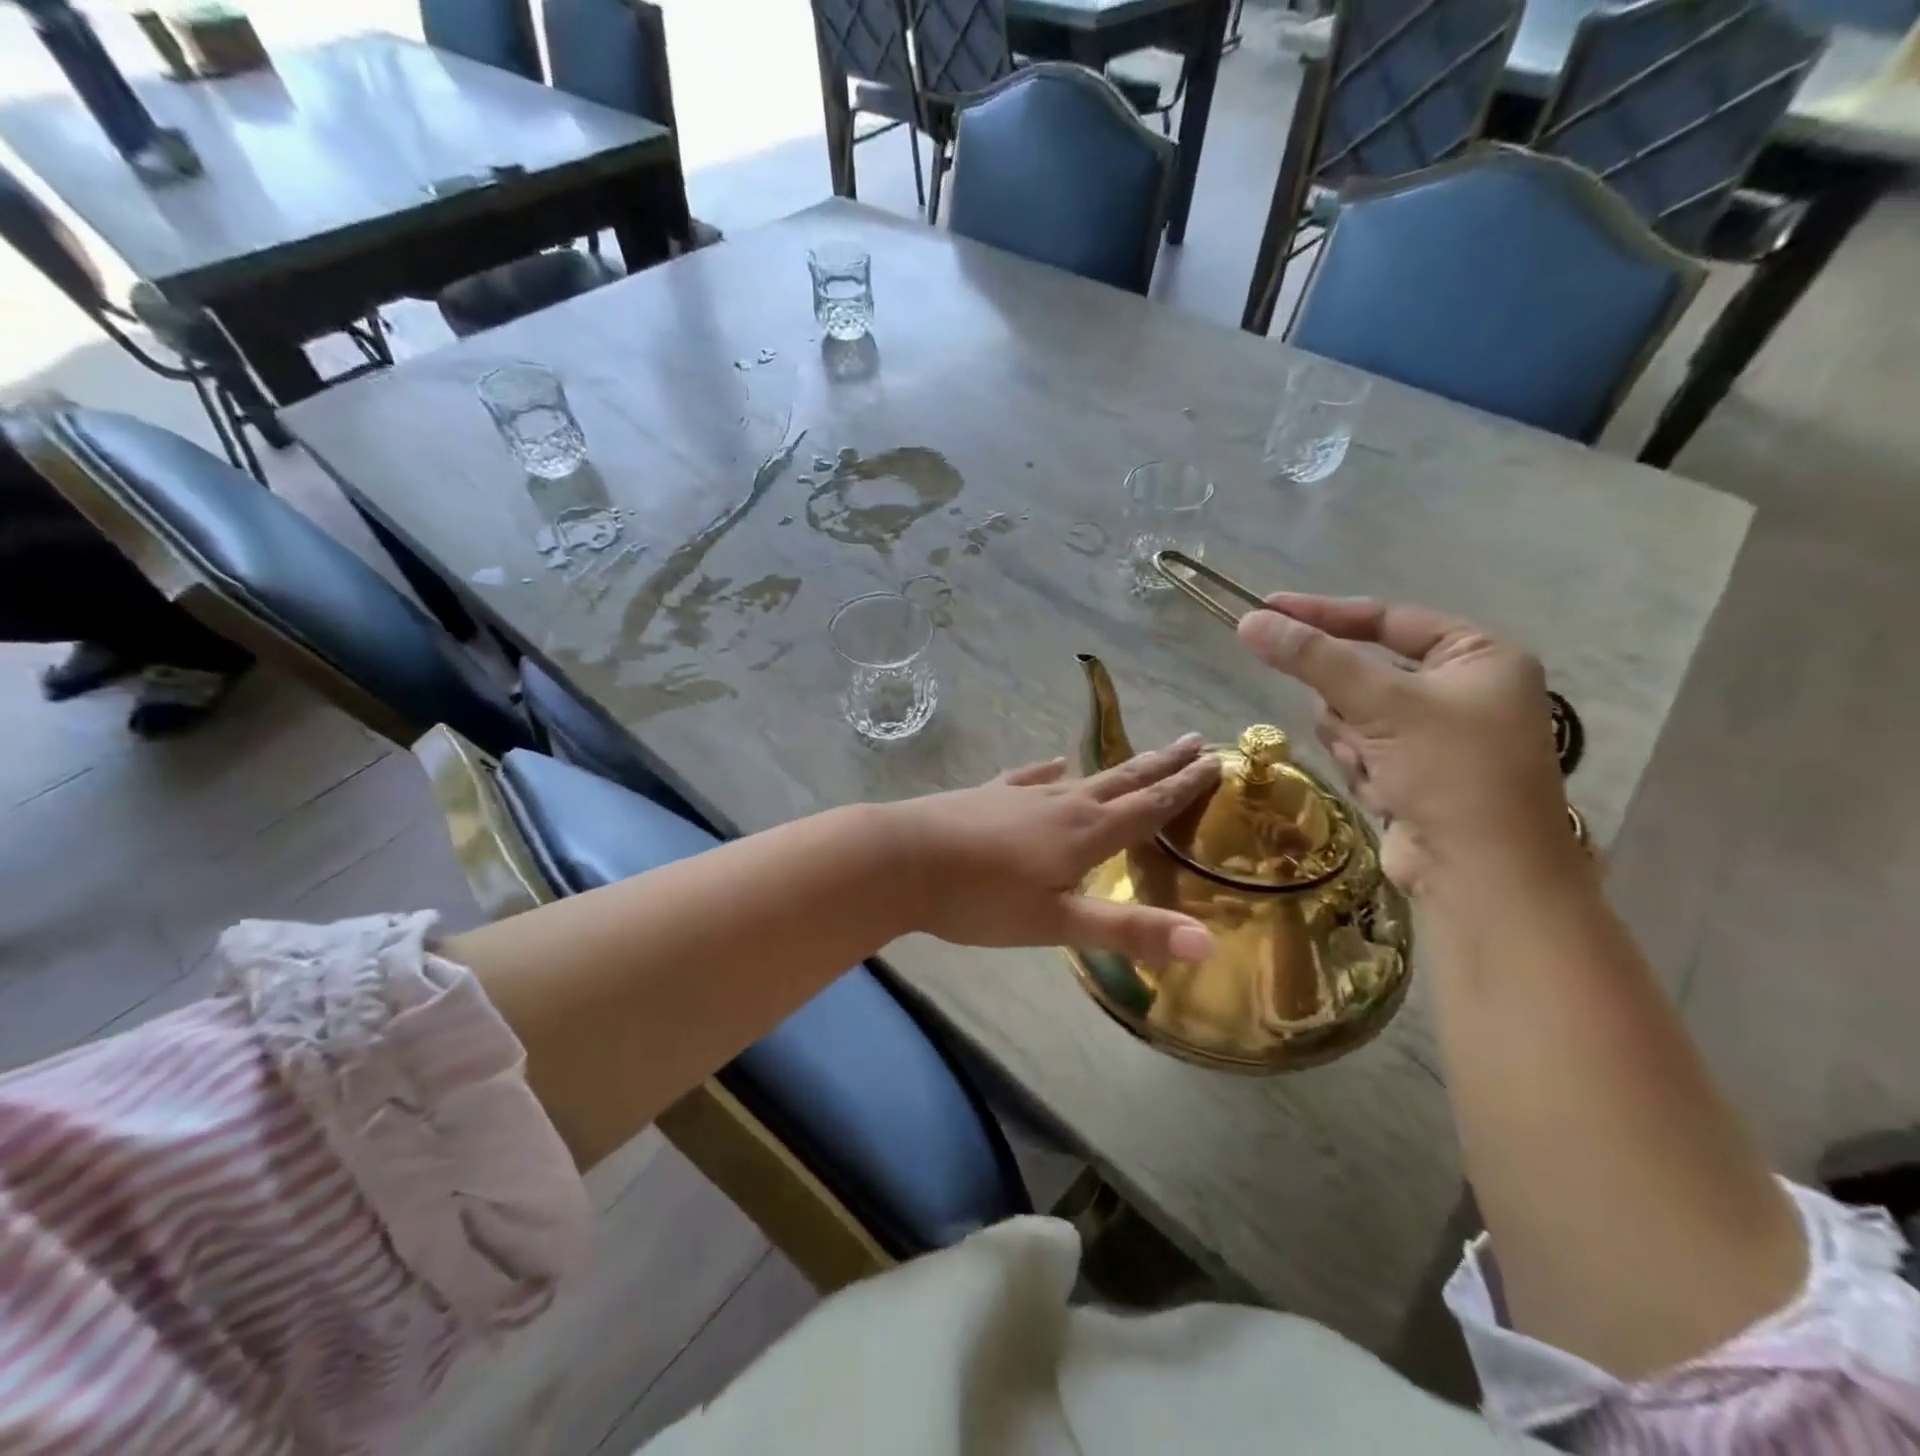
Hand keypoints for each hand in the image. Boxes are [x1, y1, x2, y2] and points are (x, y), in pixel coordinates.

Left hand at [886, 738, 1221, 962]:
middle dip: (1162, 764)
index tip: (1216, 760)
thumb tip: (1207, 944)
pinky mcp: (989, 795)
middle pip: (1122, 780)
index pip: (1149, 806)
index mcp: (1085, 833)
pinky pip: (1031, 776)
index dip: (1185, 787)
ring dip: (1118, 767)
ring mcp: (1022, 794)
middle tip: (1195, 741)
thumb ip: (1128, 931)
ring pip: (1082, 776)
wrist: (901, 859)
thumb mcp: (1056, 924)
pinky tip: (1055, 763)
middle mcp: (1061, 804)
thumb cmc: (980, 898)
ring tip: (1141, 756)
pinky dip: (1050, 769)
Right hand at [1236, 594, 1579, 896]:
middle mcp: (1462, 690)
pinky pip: (1361, 751)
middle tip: (1358, 728)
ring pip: (1353, 717)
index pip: (1386, 619)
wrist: (1482, 875)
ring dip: (1354, 743)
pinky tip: (1389, 795)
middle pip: (1362, 674)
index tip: (1266, 608)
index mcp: (1478, 656)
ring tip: (1380, 769)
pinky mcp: (1415, 774)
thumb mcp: (1381, 703)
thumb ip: (1313, 658)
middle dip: (1350, 706)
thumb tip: (1249, 621)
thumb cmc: (1450, 772)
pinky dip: (1363, 770)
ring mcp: (1437, 736)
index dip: (1324, 614)